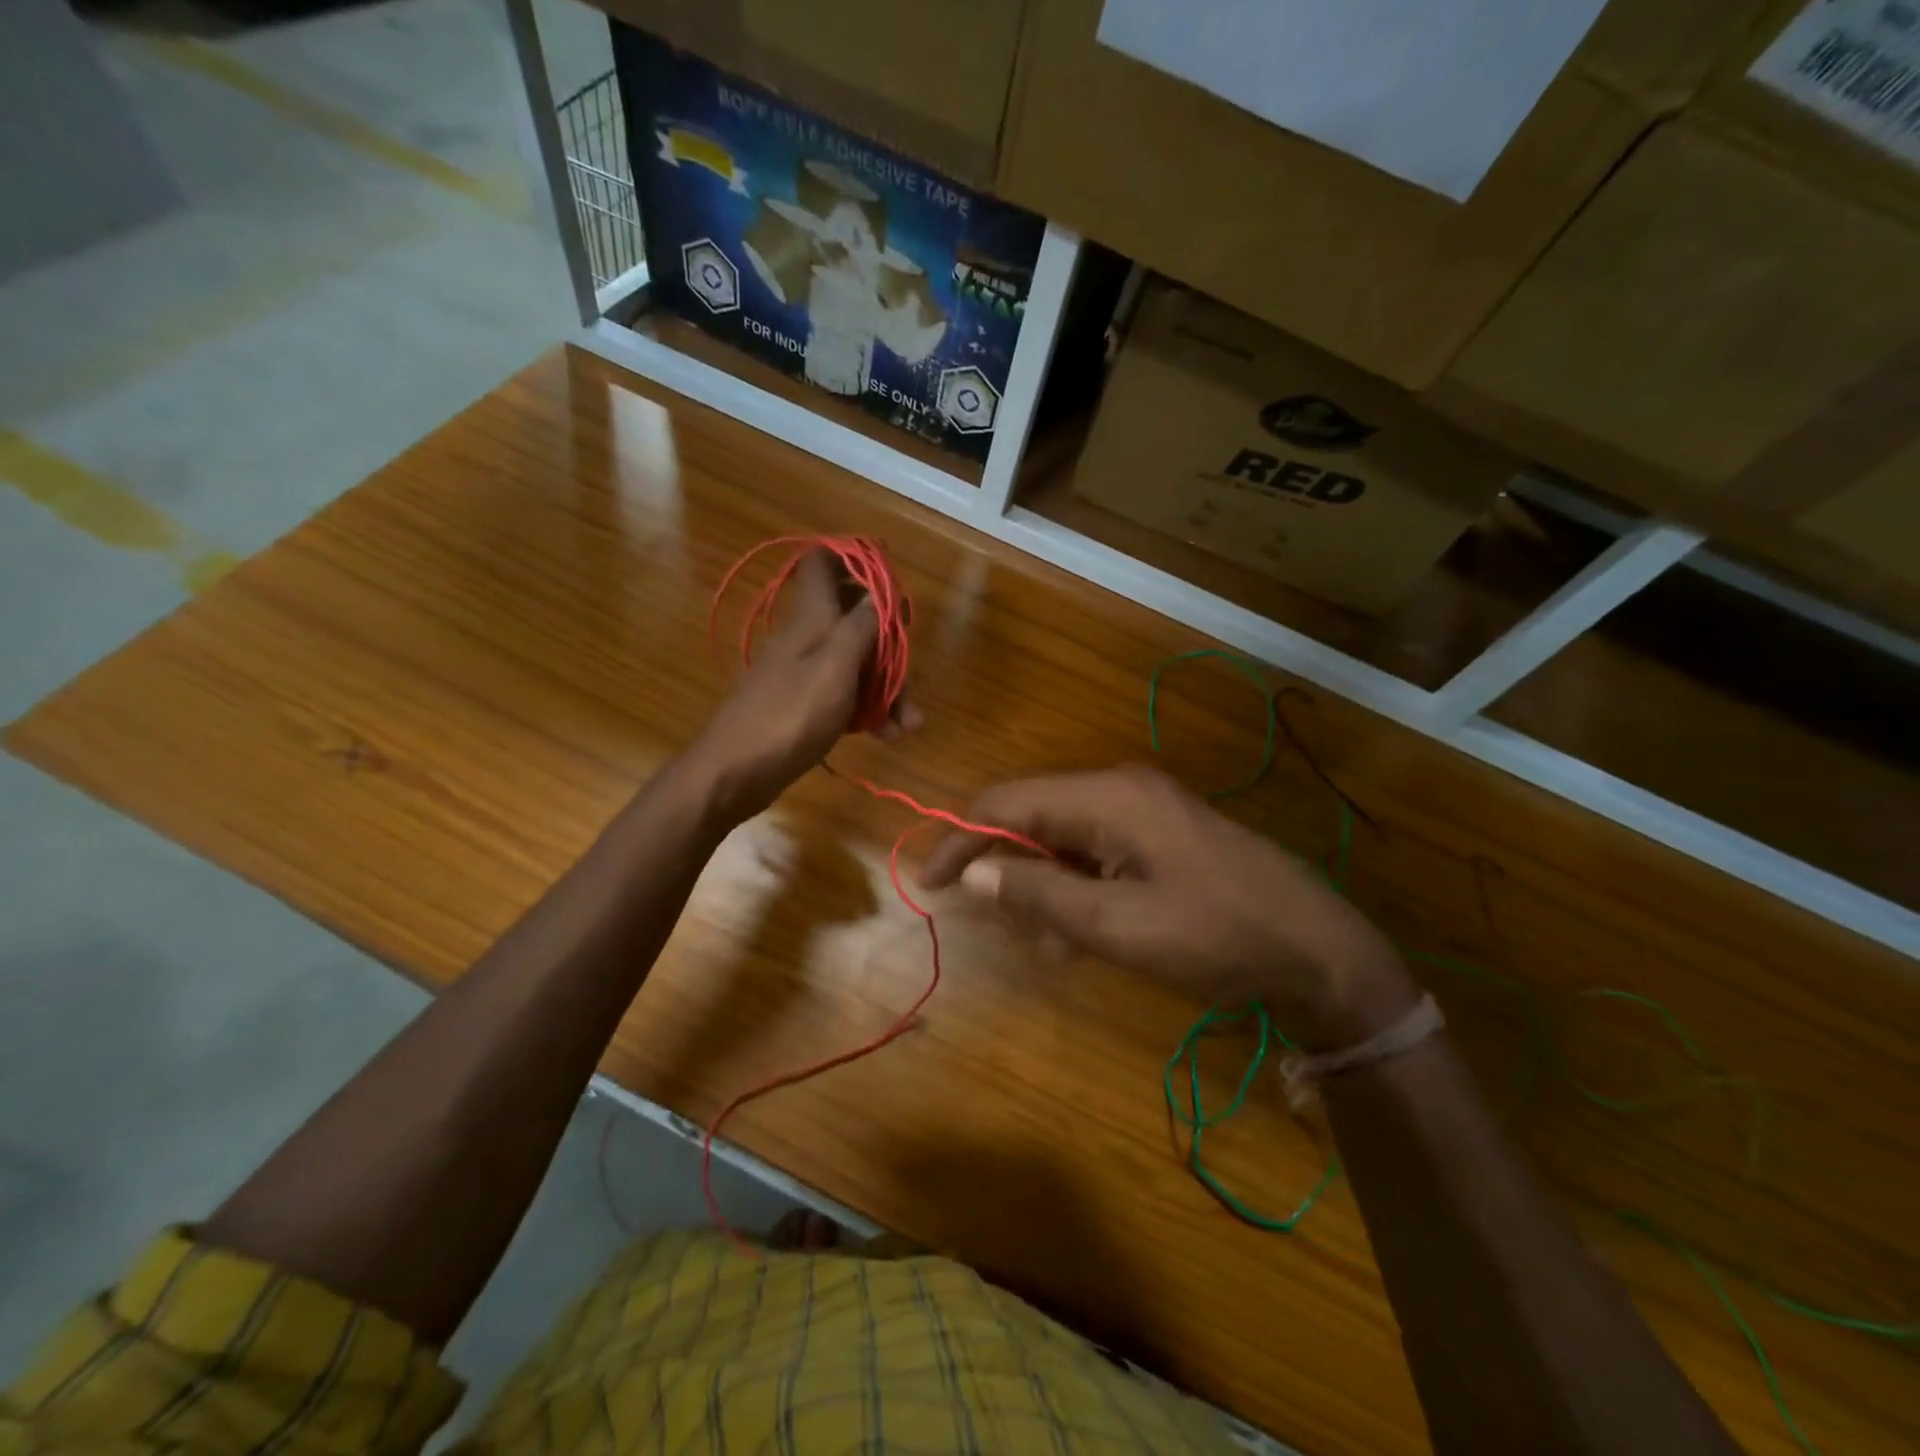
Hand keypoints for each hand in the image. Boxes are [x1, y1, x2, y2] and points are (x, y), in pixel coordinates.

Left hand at [684, 549, 919, 822]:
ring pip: (856, 665)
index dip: (857, 562)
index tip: (891, 584)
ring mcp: (804, 673)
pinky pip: (844, 697)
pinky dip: (867, 712)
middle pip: (854, 622)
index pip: (824, 564)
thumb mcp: (836, 666)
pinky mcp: (803, 706)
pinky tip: (886, 735)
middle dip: (889, 648)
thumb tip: (882, 592)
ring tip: (908, 726)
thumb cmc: (790, 715)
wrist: (734, 772)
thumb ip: (862, 626)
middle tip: (911, 679)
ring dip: (886, 689)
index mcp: (811, 617)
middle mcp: (807, 638)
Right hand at [917, 766, 1414, 1049]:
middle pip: (1034, 814)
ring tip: (1044, 938)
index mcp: (1108, 798)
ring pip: (1065, 835)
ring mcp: (1146, 809)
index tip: (930, 883)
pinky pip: (1098, 849)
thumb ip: (1040, 894)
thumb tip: (974, 872)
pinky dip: (1077, 884)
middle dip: (1002, 863)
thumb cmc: (1215, 936)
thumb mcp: (1118, 925)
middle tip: (984, 916)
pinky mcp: (1162, 832)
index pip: (1008, 804)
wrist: (1319, 947)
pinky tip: (1081, 927)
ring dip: (1041, 880)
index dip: (961, 840)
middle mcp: (1121, 789)